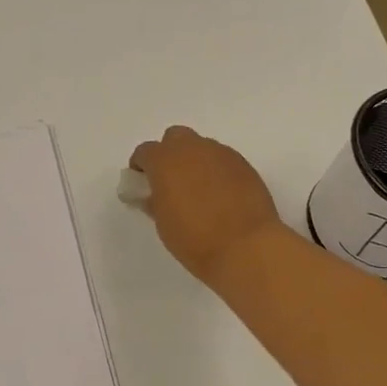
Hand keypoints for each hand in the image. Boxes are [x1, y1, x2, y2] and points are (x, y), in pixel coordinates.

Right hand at [128, 125, 282, 283]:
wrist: (245, 247)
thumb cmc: (194, 239)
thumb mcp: (163, 223)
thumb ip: (155, 201)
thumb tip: (154, 194)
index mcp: (165, 160)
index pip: (145, 152)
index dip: (141, 166)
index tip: (142, 183)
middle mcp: (193, 148)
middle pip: (175, 138)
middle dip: (170, 154)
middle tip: (171, 181)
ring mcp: (222, 154)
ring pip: (202, 148)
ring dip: (195, 162)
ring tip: (199, 191)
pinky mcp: (245, 165)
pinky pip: (223, 160)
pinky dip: (217, 171)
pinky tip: (221, 196)